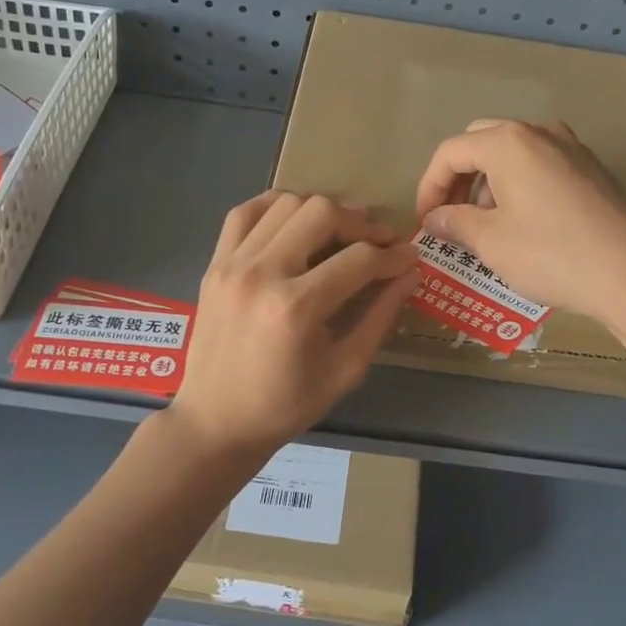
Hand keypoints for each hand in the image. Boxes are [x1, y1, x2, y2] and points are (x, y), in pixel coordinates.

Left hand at [170, 191, 420, 457]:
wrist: (215, 421)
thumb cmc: (285, 405)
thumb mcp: (345, 370)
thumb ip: (380, 317)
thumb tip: (410, 274)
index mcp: (296, 308)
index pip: (359, 260)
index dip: (393, 256)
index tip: (410, 257)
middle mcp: (262, 273)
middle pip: (321, 213)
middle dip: (360, 223)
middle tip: (378, 241)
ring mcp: (232, 263)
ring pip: (286, 203)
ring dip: (321, 210)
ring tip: (340, 231)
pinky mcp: (215, 263)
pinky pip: (245, 212)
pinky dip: (275, 206)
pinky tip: (295, 220)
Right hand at [414, 119, 625, 323]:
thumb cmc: (550, 253)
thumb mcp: (490, 241)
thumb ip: (453, 223)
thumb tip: (434, 219)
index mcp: (508, 142)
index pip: (450, 152)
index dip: (429, 186)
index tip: (425, 222)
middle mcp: (539, 133)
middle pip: (481, 143)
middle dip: (458, 178)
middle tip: (450, 216)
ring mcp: (571, 148)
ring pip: (514, 153)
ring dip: (489, 182)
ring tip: (485, 225)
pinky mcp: (592, 169)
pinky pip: (541, 166)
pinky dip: (519, 185)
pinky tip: (523, 223)